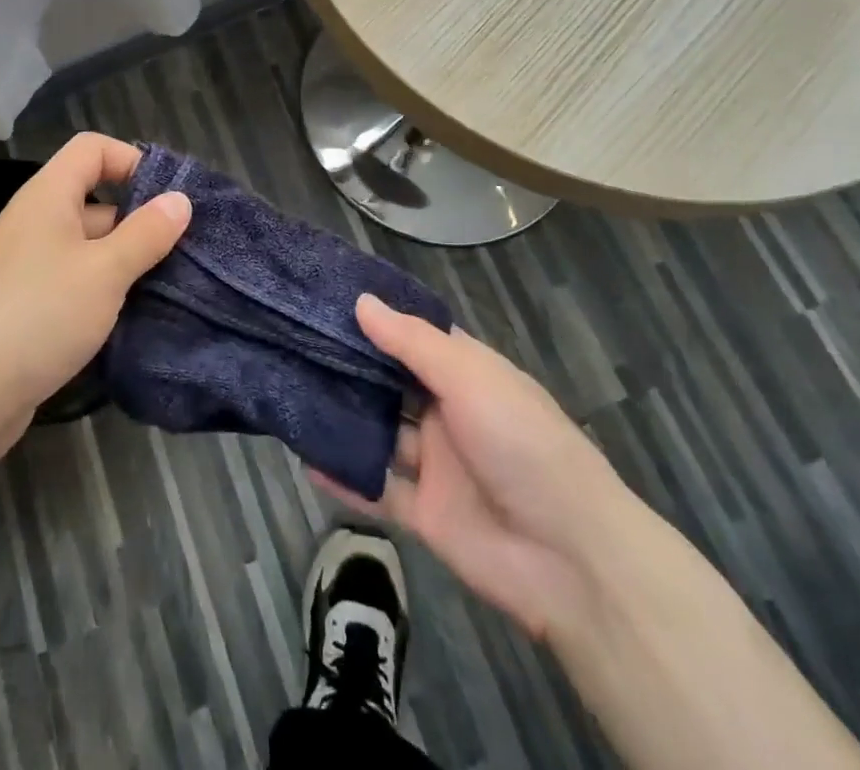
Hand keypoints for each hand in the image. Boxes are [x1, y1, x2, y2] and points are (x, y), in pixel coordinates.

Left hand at [0, 133, 189, 444]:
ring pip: (86, 247)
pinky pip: (72, 283)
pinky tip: (129, 319)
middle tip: (182, 251)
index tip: (168, 198)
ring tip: (167, 288)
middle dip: (138, 221)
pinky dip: (101, 293)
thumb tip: (180, 199)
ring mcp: (25, 267)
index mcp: (47, 197)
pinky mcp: (23, 307)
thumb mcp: (105, 272)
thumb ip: (146, 233)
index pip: (92, 148)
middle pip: (94, 199)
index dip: (132, 160)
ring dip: (124, 263)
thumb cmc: (39, 316)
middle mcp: (33, 222)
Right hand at [313, 294, 635, 639]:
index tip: (325, 301)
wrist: (570, 557)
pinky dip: (345, 477)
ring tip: (289, 392)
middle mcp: (447, 412)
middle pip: (390, 384)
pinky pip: (377, 489)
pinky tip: (305, 458)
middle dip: (349, 367)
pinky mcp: (424, 513)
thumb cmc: (522, 442)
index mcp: (466, 374)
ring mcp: (435, 464)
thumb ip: (411, 343)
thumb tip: (362, 302)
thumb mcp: (469, 378)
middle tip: (293, 343)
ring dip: (343, 419)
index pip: (414, 337)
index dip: (376, 320)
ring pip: (379, 434)